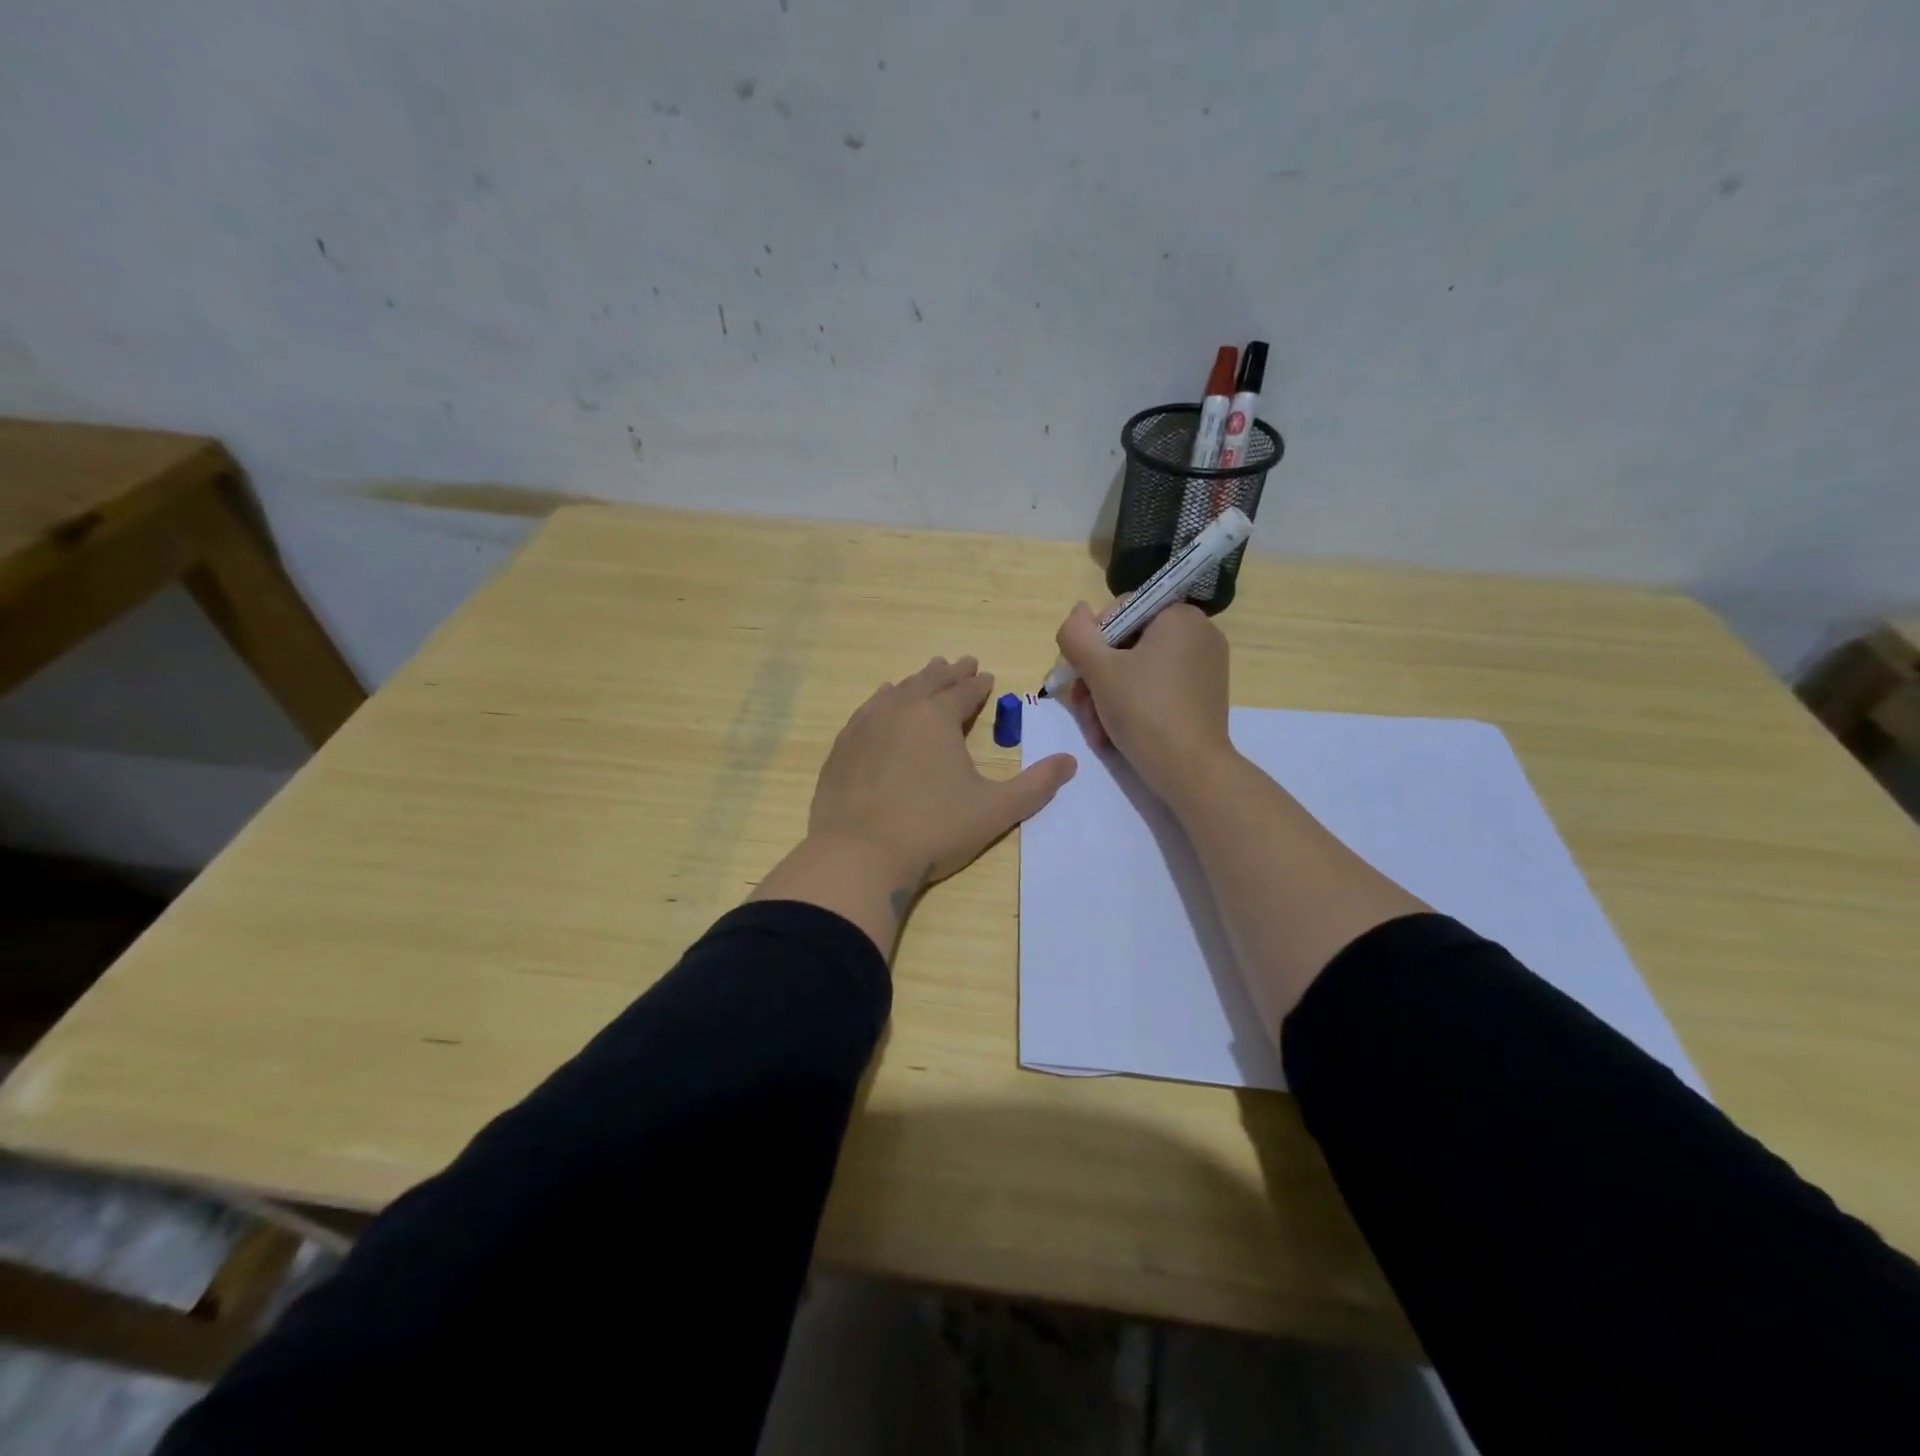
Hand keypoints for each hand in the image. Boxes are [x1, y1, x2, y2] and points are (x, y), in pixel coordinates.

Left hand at [809, 655, 1076, 887]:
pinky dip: (881, 700)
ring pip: (896, 692)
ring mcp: (865, 726)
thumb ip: (1036, 785)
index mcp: (938, 717)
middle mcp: (900, 710)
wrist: (859, 854)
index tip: (987, 675)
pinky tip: (881, 701)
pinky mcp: (842, 747)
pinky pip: (866, 711)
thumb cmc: (933, 829)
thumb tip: (1070, 762)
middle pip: (928, 682)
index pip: (964, 692)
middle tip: (961, 663)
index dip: (978, 684)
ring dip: (915, 682)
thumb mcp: (995, 810)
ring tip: (925, 675)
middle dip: (949, 673)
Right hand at [1055, 601, 1233, 803]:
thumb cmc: (1144, 712)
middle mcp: (1198, 634)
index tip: (1078, 673)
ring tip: (1095, 728)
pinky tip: (1112, 733)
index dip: (1091, 640)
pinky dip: (1132, 704)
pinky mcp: (1203, 695)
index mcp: (1179, 616)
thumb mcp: (1099, 670)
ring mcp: (1204, 666)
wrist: (1191, 771)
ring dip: (1107, 696)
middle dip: (1096, 676)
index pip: (1120, 611)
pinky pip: (1157, 687)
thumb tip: (1078, 611)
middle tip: (1081, 706)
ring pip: (1138, 669)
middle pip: (1127, 644)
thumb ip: (1077, 634)